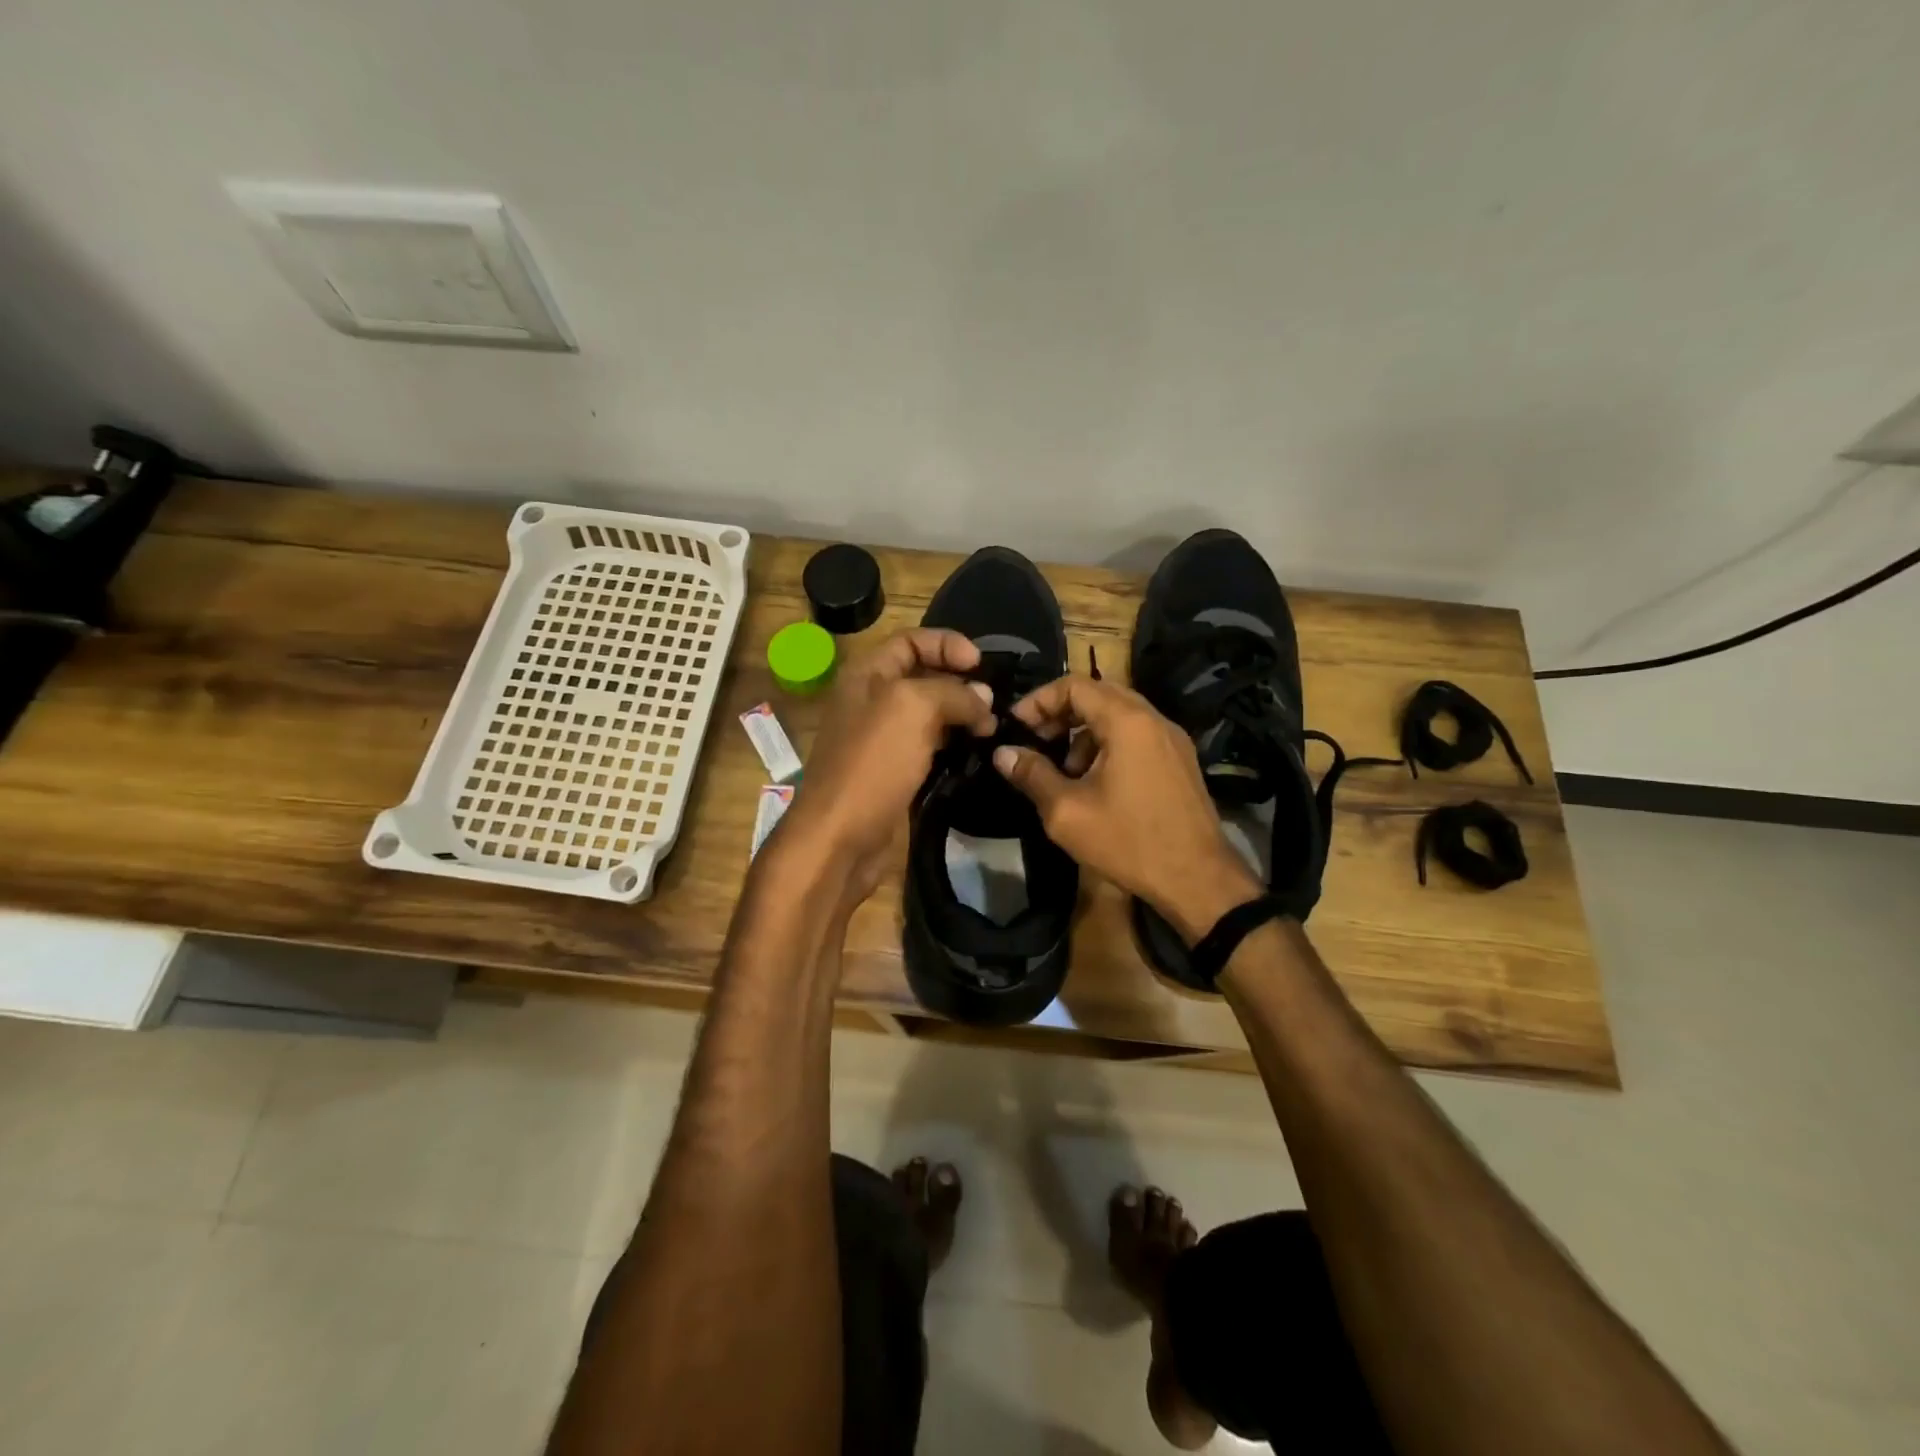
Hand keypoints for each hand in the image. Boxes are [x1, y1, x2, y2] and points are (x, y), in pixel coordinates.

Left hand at [778, 628, 995, 901]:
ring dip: (961, 715)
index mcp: (866, 675)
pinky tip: (977, 752)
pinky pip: (929, 747)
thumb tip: (983, 698)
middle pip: (923, 676)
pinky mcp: (895, 772)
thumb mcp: (913, 709)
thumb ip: (953, 692)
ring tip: (992, 728)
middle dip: (960, 681)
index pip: (910, 640)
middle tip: (994, 702)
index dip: (946, 644)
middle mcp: (872, 701)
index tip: (981, 664)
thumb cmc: (873, 763)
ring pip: (930, 714)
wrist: (841, 837)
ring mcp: (883, 739)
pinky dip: (953, 745)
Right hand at [992, 674, 1260, 939]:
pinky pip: (1137, 735)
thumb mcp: (1066, 812)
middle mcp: (1154, 719)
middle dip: (1061, 713)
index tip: (1016, 726)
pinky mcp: (1180, 761)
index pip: (1074, 685)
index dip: (1039, 700)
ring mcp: (1172, 740)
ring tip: (1064, 770)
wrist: (1198, 879)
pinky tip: (1095, 783)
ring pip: (1119, 715)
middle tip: (1035, 741)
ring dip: (1084, 732)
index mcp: (1127, 722)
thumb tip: (1003, 753)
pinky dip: (1108, 744)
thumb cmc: (1128, 841)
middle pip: (1098, 694)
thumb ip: (1032, 775)